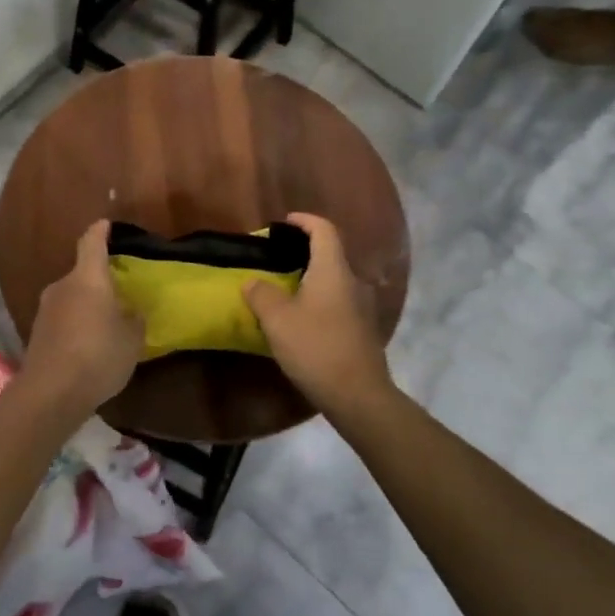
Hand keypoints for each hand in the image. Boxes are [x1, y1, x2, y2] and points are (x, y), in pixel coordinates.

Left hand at [19, 221, 144, 413]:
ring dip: (87, 305)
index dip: (100, 232)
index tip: (106, 224)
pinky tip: (89, 344)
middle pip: (82, 274)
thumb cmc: (98, 356)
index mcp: (87, 278)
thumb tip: (132, 311)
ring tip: (107, 322)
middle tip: (120, 292)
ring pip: (71, 297)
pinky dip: (76, 324)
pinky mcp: (37, 333)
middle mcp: (62, 286)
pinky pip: (63, 319)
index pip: (92, 243)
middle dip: (99, 280)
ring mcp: (45, 310)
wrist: (50, 393)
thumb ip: (134, 320)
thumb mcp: (132, 340)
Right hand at [243, 214, 393, 414]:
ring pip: (333, 281)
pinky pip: (337, 302)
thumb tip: (253, 282)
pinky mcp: (362, 329)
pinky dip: (318, 300)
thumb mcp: (277, 319)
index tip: (284, 222)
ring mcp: (361, 306)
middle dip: (303, 252)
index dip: (304, 221)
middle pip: (330, 254)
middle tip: (276, 259)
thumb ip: (261, 294)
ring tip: (283, 290)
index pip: (324, 230)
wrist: (358, 394)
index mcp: (333, 270)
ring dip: (310, 279)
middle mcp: (352, 281)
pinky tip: (300, 319)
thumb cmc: (315, 347)